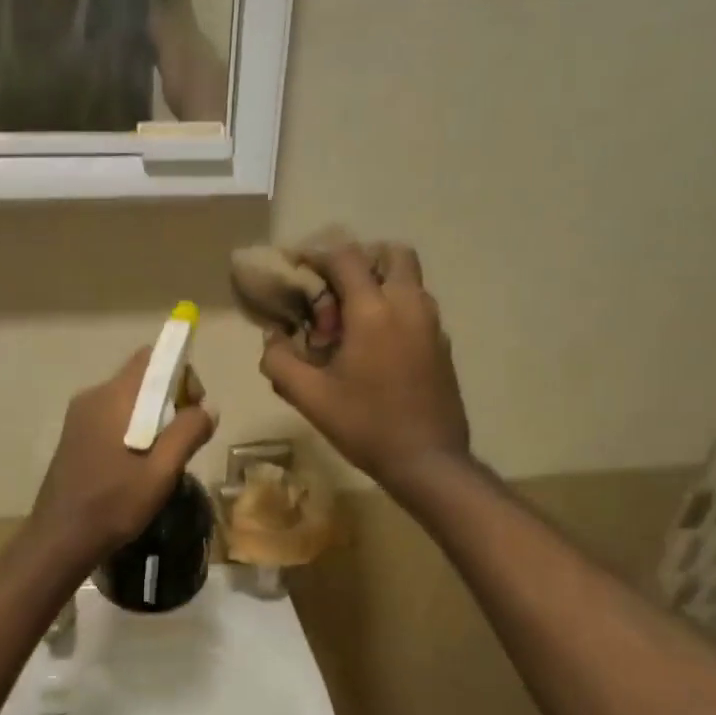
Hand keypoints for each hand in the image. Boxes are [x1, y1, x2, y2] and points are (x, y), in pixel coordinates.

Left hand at [31, 348, 218, 564]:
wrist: (59, 539)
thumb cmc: (113, 504)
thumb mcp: (161, 471)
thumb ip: (188, 433)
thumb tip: (207, 409)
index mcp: (113, 397)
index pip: (152, 357)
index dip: (180, 373)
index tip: (192, 408)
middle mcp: (92, 396)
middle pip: (142, 378)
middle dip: (171, 399)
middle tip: (183, 440)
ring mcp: (79, 417)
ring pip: (128, 400)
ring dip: (154, 418)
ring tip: (162, 458)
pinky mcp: (74, 436)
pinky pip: (113, 417)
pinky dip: (134, 429)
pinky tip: (138, 465)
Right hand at [260, 242, 470, 496]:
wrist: (428, 461)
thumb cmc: (365, 425)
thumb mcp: (310, 397)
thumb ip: (280, 361)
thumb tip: (273, 337)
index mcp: (373, 311)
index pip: (346, 257)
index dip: (319, 257)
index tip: (300, 273)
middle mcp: (408, 305)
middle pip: (392, 253)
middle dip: (361, 261)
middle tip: (336, 292)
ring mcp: (432, 324)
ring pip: (409, 280)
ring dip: (379, 286)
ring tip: (352, 324)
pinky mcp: (442, 345)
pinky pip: (417, 307)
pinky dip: (395, 309)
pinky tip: (375, 349)